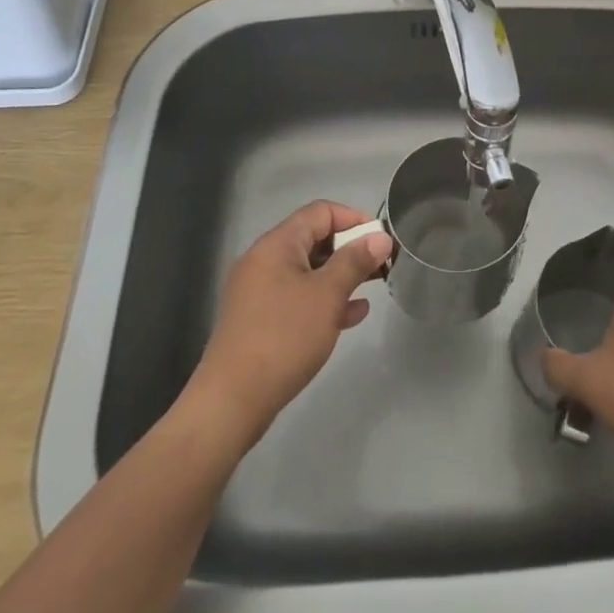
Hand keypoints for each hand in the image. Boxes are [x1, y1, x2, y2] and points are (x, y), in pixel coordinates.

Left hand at [186, 201, 392, 446]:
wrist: (233, 400)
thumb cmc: (284, 337)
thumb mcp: (327, 295)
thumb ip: (355, 261)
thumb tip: (380, 237)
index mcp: (277, 244)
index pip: (320, 212)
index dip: (354, 219)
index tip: (380, 240)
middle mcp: (263, 260)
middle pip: (313, 239)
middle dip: (349, 250)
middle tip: (380, 267)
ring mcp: (258, 291)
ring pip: (307, 271)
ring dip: (339, 277)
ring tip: (370, 290)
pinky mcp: (258, 320)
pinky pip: (296, 297)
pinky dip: (323, 301)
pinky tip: (350, 317)